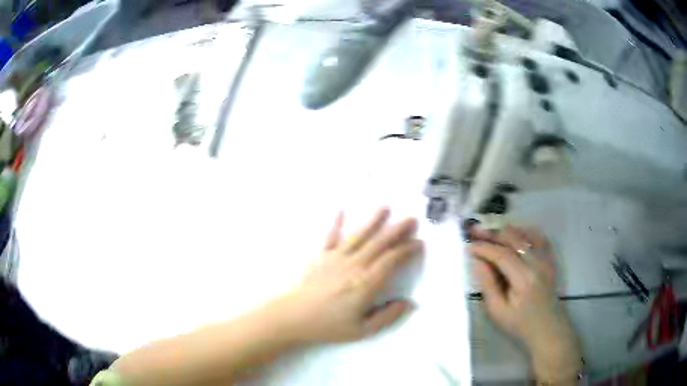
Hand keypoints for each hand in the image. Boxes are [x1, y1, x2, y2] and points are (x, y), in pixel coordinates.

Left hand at [282, 208, 422, 342]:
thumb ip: (387, 316)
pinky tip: (340, 211)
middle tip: (411, 219)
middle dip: (397, 230)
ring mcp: (335, 257)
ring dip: (373, 221)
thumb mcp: (362, 330)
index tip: (419, 243)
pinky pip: (330, 236)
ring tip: (384, 208)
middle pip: (379, 243)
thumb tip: (409, 303)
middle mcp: (353, 265)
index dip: (407, 250)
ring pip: (358, 235)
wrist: (294, 316)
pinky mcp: (320, 256)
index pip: (391, 261)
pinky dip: (336, 223)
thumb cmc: (329, 325)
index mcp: (365, 283)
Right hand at [469, 225, 582, 382]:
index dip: (483, 247)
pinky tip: (514, 234)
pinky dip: (524, 231)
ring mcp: (546, 259)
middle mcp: (537, 263)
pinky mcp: (550, 260)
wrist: (547, 329)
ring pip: (525, 234)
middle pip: (513, 238)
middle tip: (474, 232)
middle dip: (492, 233)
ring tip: (489, 233)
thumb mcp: (497, 311)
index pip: (501, 254)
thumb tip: (477, 261)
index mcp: (523, 279)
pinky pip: (539, 237)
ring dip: (505, 231)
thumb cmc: (520, 325)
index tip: (467, 245)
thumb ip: (487, 284)